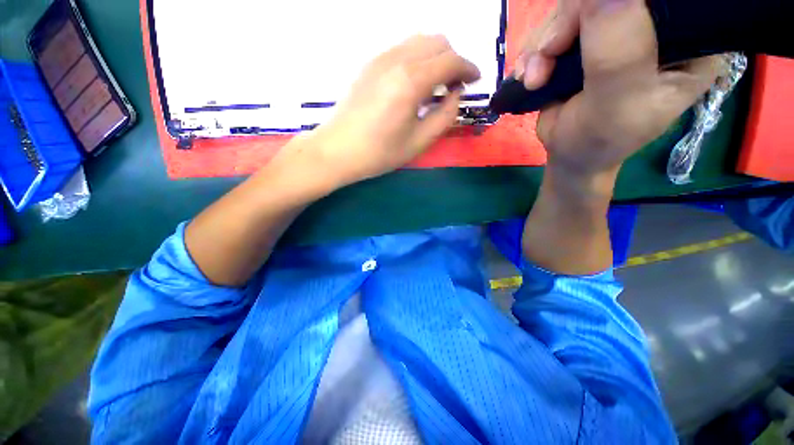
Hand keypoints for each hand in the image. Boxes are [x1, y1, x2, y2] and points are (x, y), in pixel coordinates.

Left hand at [294, 35, 480, 187]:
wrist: (338, 150)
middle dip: (453, 60)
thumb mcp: (419, 142)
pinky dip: (417, 59)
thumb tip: (456, 94)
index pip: (451, 60)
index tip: (475, 80)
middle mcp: (396, 59)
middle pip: (437, 42)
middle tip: (454, 86)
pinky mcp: (369, 64)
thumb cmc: (379, 153)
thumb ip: (445, 115)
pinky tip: (414, 82)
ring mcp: (379, 58)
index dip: (469, 68)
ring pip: (419, 41)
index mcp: (411, 81)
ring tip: (436, 84)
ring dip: (435, 57)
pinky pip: (402, 49)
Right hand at [516, 0, 723, 179]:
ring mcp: (615, 28)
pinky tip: (529, 75)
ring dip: (543, 44)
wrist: (569, 154)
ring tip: (534, 79)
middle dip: (567, 24)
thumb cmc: (600, 140)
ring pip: (573, 8)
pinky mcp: (583, 39)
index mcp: (690, 38)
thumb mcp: (617, 104)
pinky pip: (552, 26)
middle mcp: (654, 25)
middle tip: (548, 57)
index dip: (622, 5)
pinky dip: (533, 51)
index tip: (590, 29)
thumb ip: (617, 54)